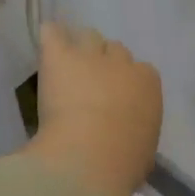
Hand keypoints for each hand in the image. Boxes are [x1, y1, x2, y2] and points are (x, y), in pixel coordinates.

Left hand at [25, 22, 162, 195]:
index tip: (115, 100)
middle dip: (104, 64)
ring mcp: (89, 56)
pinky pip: (53, 33)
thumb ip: (137, 130)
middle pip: (115, 51)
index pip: (141, 72)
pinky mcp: (59, 56)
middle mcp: (122, 63)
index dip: (126, 83)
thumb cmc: (123, 162)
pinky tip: (46, 45)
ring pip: (87, 37)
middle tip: (89, 85)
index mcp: (148, 84)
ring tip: (66, 67)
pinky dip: (50, 37)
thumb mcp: (142, 148)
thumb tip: (128, 134)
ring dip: (79, 49)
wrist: (90, 156)